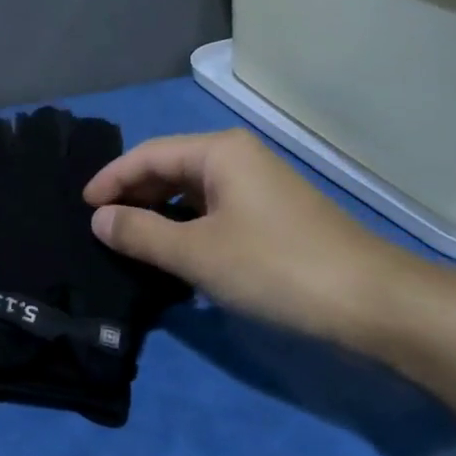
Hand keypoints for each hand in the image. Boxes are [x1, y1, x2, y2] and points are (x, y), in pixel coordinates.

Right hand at [83, 128, 444, 357]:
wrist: (373, 303)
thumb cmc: (276, 267)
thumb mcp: (197, 253)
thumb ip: (141, 233)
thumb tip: (99, 219)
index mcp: (219, 152)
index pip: (148, 155)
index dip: (111, 179)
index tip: (82, 207)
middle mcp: (238, 159)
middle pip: (169, 168)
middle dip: (133, 194)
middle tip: (100, 226)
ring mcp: (258, 187)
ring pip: (191, 191)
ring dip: (158, 213)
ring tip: (127, 240)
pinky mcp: (271, 216)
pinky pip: (213, 210)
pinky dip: (186, 226)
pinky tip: (173, 251)